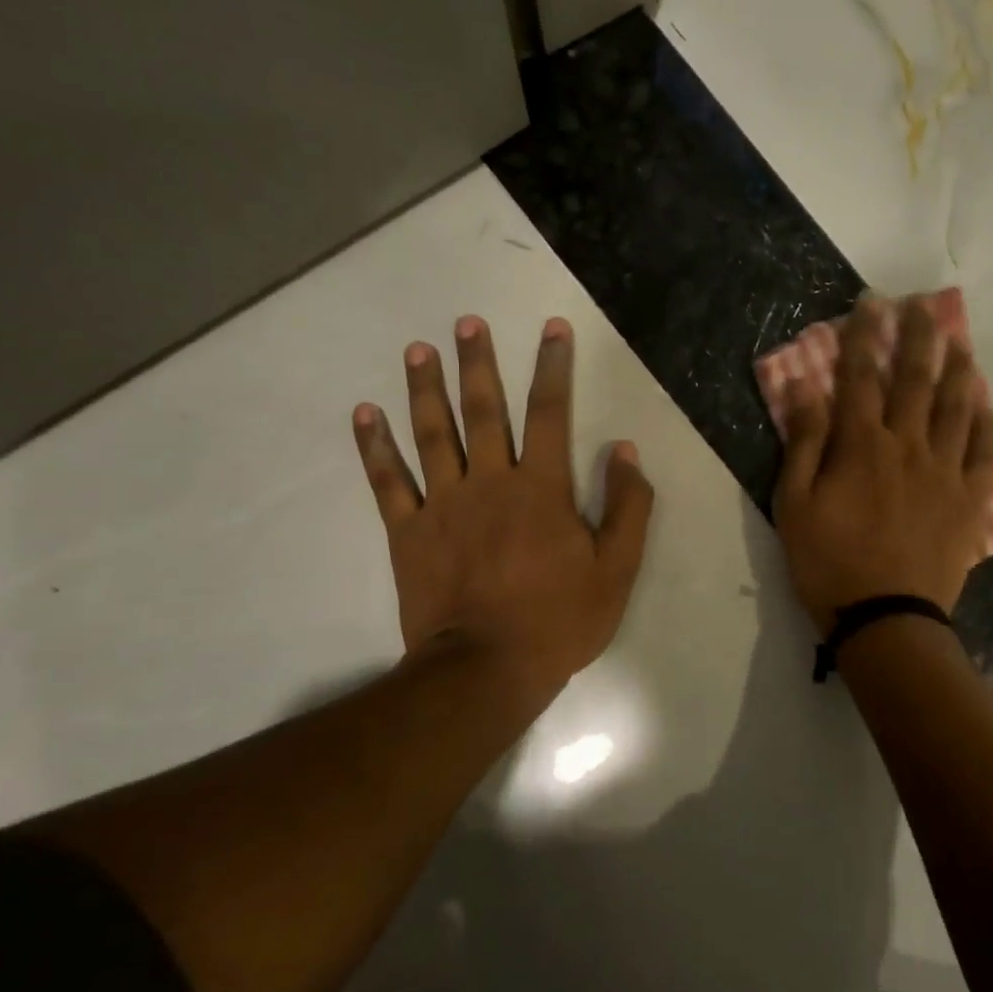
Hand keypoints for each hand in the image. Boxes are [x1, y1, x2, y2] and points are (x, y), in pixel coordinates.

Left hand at [352, 315, 654, 697]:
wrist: (487, 669)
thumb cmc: (559, 621)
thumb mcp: (617, 570)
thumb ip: (627, 507)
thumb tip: (624, 451)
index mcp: (542, 489)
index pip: (551, 414)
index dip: (553, 367)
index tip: (552, 329)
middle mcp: (490, 482)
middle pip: (484, 411)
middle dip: (479, 363)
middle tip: (467, 323)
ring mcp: (443, 505)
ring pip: (433, 434)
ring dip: (425, 389)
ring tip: (419, 350)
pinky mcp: (409, 533)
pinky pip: (388, 481)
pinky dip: (374, 446)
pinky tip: (365, 413)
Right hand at [774, 296, 992, 634]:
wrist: (886, 618)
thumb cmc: (829, 564)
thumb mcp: (794, 505)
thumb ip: (803, 443)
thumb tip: (804, 387)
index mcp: (861, 445)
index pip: (861, 376)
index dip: (864, 336)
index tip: (871, 303)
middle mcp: (908, 446)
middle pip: (915, 379)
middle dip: (917, 337)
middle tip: (922, 305)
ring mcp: (945, 472)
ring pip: (956, 407)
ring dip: (957, 368)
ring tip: (958, 341)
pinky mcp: (970, 500)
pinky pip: (984, 451)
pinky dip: (984, 422)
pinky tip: (983, 403)